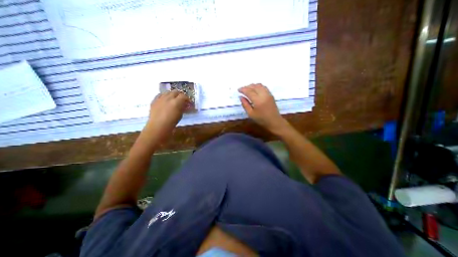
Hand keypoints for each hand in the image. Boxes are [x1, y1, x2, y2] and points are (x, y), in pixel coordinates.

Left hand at [147, 92, 189, 140]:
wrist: (158, 126)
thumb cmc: (172, 122)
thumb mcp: (180, 115)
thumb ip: (182, 108)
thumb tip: (184, 105)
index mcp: (176, 102)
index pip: (184, 96)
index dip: (187, 98)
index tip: (188, 102)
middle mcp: (168, 98)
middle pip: (176, 92)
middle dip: (180, 95)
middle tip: (181, 100)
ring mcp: (160, 98)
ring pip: (168, 92)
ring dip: (172, 94)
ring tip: (173, 99)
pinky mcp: (154, 100)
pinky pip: (160, 95)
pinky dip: (164, 96)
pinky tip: (165, 100)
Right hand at [240, 83, 284, 133]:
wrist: (274, 122)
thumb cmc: (262, 120)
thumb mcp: (251, 114)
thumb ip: (245, 105)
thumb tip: (241, 97)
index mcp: (258, 101)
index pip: (249, 91)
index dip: (243, 89)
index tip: (238, 90)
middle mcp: (263, 95)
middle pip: (254, 86)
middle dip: (247, 86)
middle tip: (242, 89)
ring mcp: (268, 94)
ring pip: (259, 85)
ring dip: (252, 85)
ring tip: (248, 89)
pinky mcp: (271, 95)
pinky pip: (263, 87)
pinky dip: (258, 86)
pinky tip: (255, 89)